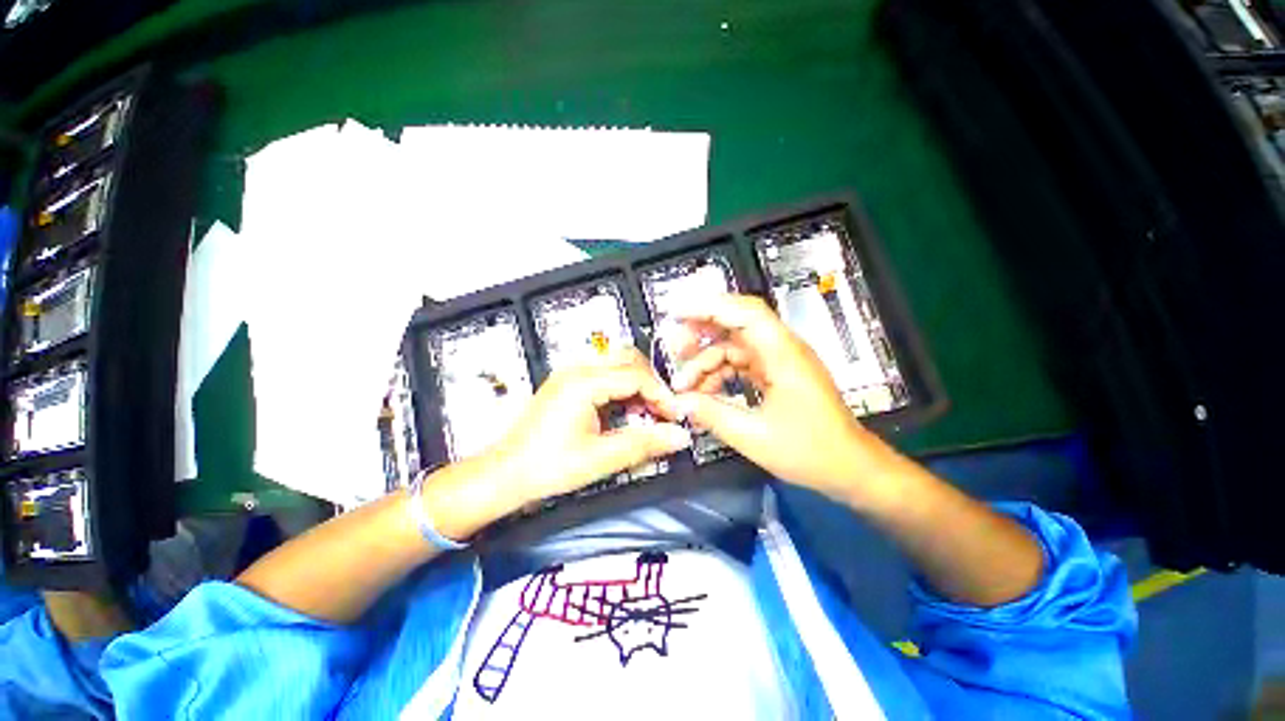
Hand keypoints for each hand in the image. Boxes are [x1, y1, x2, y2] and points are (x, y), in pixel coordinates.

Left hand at [489, 348, 691, 511]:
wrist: (505, 474)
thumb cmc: (547, 467)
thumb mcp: (600, 458)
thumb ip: (644, 444)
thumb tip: (680, 436)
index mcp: (583, 383)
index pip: (636, 376)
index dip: (661, 395)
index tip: (675, 416)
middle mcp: (576, 370)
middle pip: (627, 359)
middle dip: (650, 383)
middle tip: (661, 411)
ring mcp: (570, 374)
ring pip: (616, 363)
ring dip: (636, 383)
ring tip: (645, 412)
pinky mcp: (567, 383)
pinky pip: (603, 374)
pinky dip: (621, 388)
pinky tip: (624, 411)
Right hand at [668, 293, 890, 498]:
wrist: (850, 468)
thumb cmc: (810, 451)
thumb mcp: (754, 436)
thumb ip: (712, 414)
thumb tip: (680, 401)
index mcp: (783, 354)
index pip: (744, 313)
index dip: (709, 307)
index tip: (677, 313)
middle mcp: (782, 350)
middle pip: (736, 325)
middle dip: (701, 333)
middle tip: (674, 348)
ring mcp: (779, 362)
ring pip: (734, 348)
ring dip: (708, 361)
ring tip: (683, 383)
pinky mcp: (776, 375)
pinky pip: (741, 365)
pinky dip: (720, 375)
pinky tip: (705, 393)